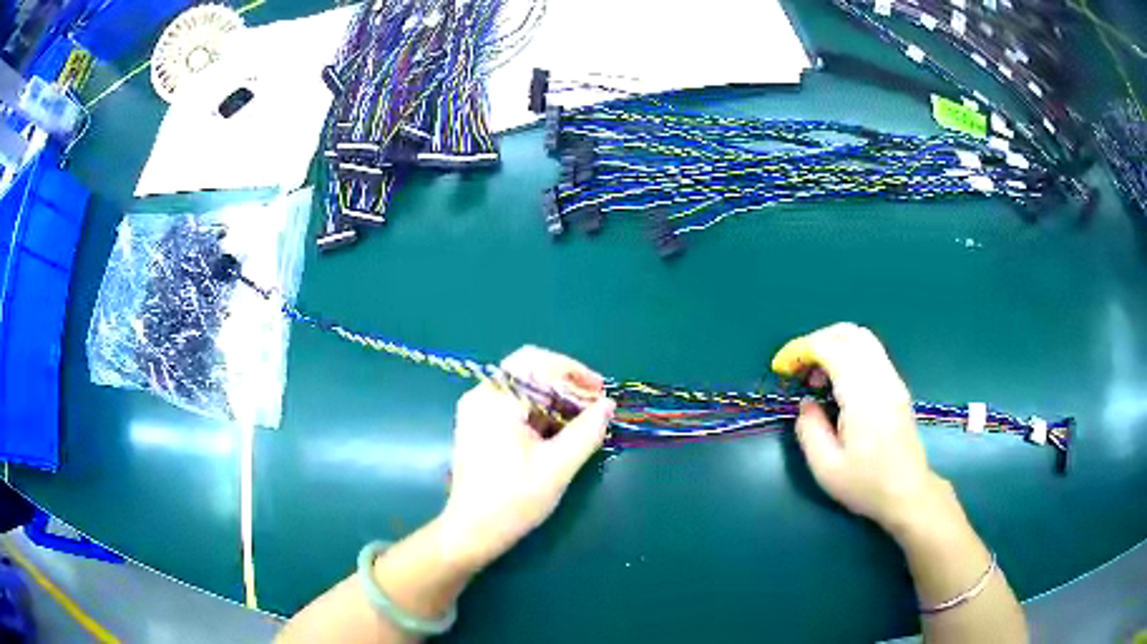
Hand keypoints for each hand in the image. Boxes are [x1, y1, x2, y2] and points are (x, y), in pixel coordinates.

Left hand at [437, 346, 614, 571]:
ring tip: (583, 422)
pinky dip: (540, 413)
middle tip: (595, 408)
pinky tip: (560, 432)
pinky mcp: (479, 427)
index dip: (573, 371)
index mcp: (495, 400)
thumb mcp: (557, 466)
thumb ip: (586, 432)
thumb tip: (607, 405)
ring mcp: (477, 412)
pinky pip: (514, 406)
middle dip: (566, 386)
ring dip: (555, 401)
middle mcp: (481, 397)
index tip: (600, 393)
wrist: (473, 532)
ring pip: (523, 390)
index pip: (537, 362)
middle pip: (529, 372)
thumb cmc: (513, 500)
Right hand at [772, 323, 947, 535]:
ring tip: (817, 377)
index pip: (831, 348)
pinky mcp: (897, 387)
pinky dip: (849, 354)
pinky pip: (872, 353)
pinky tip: (838, 384)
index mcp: (863, 395)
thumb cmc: (866, 484)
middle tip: (798, 367)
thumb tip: (806, 402)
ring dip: (834, 345)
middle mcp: (881, 378)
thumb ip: (809, 429)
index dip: (801, 349)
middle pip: (849, 333)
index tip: (782, 368)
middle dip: (817, 340)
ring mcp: (893, 380)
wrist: (907, 493)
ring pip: (863, 338)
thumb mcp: (826, 467)